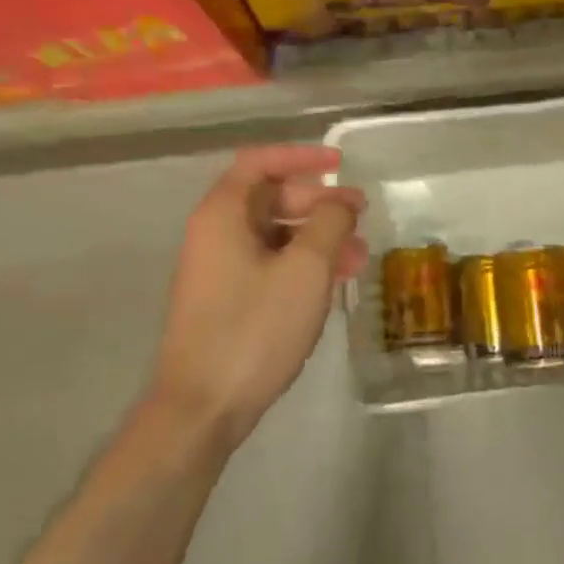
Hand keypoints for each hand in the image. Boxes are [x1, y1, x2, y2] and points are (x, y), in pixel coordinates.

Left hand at [150, 145, 367, 450]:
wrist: (202, 407)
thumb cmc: (254, 329)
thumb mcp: (305, 270)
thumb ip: (329, 223)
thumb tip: (339, 203)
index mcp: (223, 214)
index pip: (260, 162)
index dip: (302, 157)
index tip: (340, 164)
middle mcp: (214, 233)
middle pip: (270, 198)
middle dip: (319, 202)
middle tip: (361, 214)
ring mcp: (218, 269)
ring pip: (274, 235)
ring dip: (317, 237)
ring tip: (360, 255)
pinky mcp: (226, 300)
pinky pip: (269, 264)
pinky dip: (302, 264)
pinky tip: (334, 281)